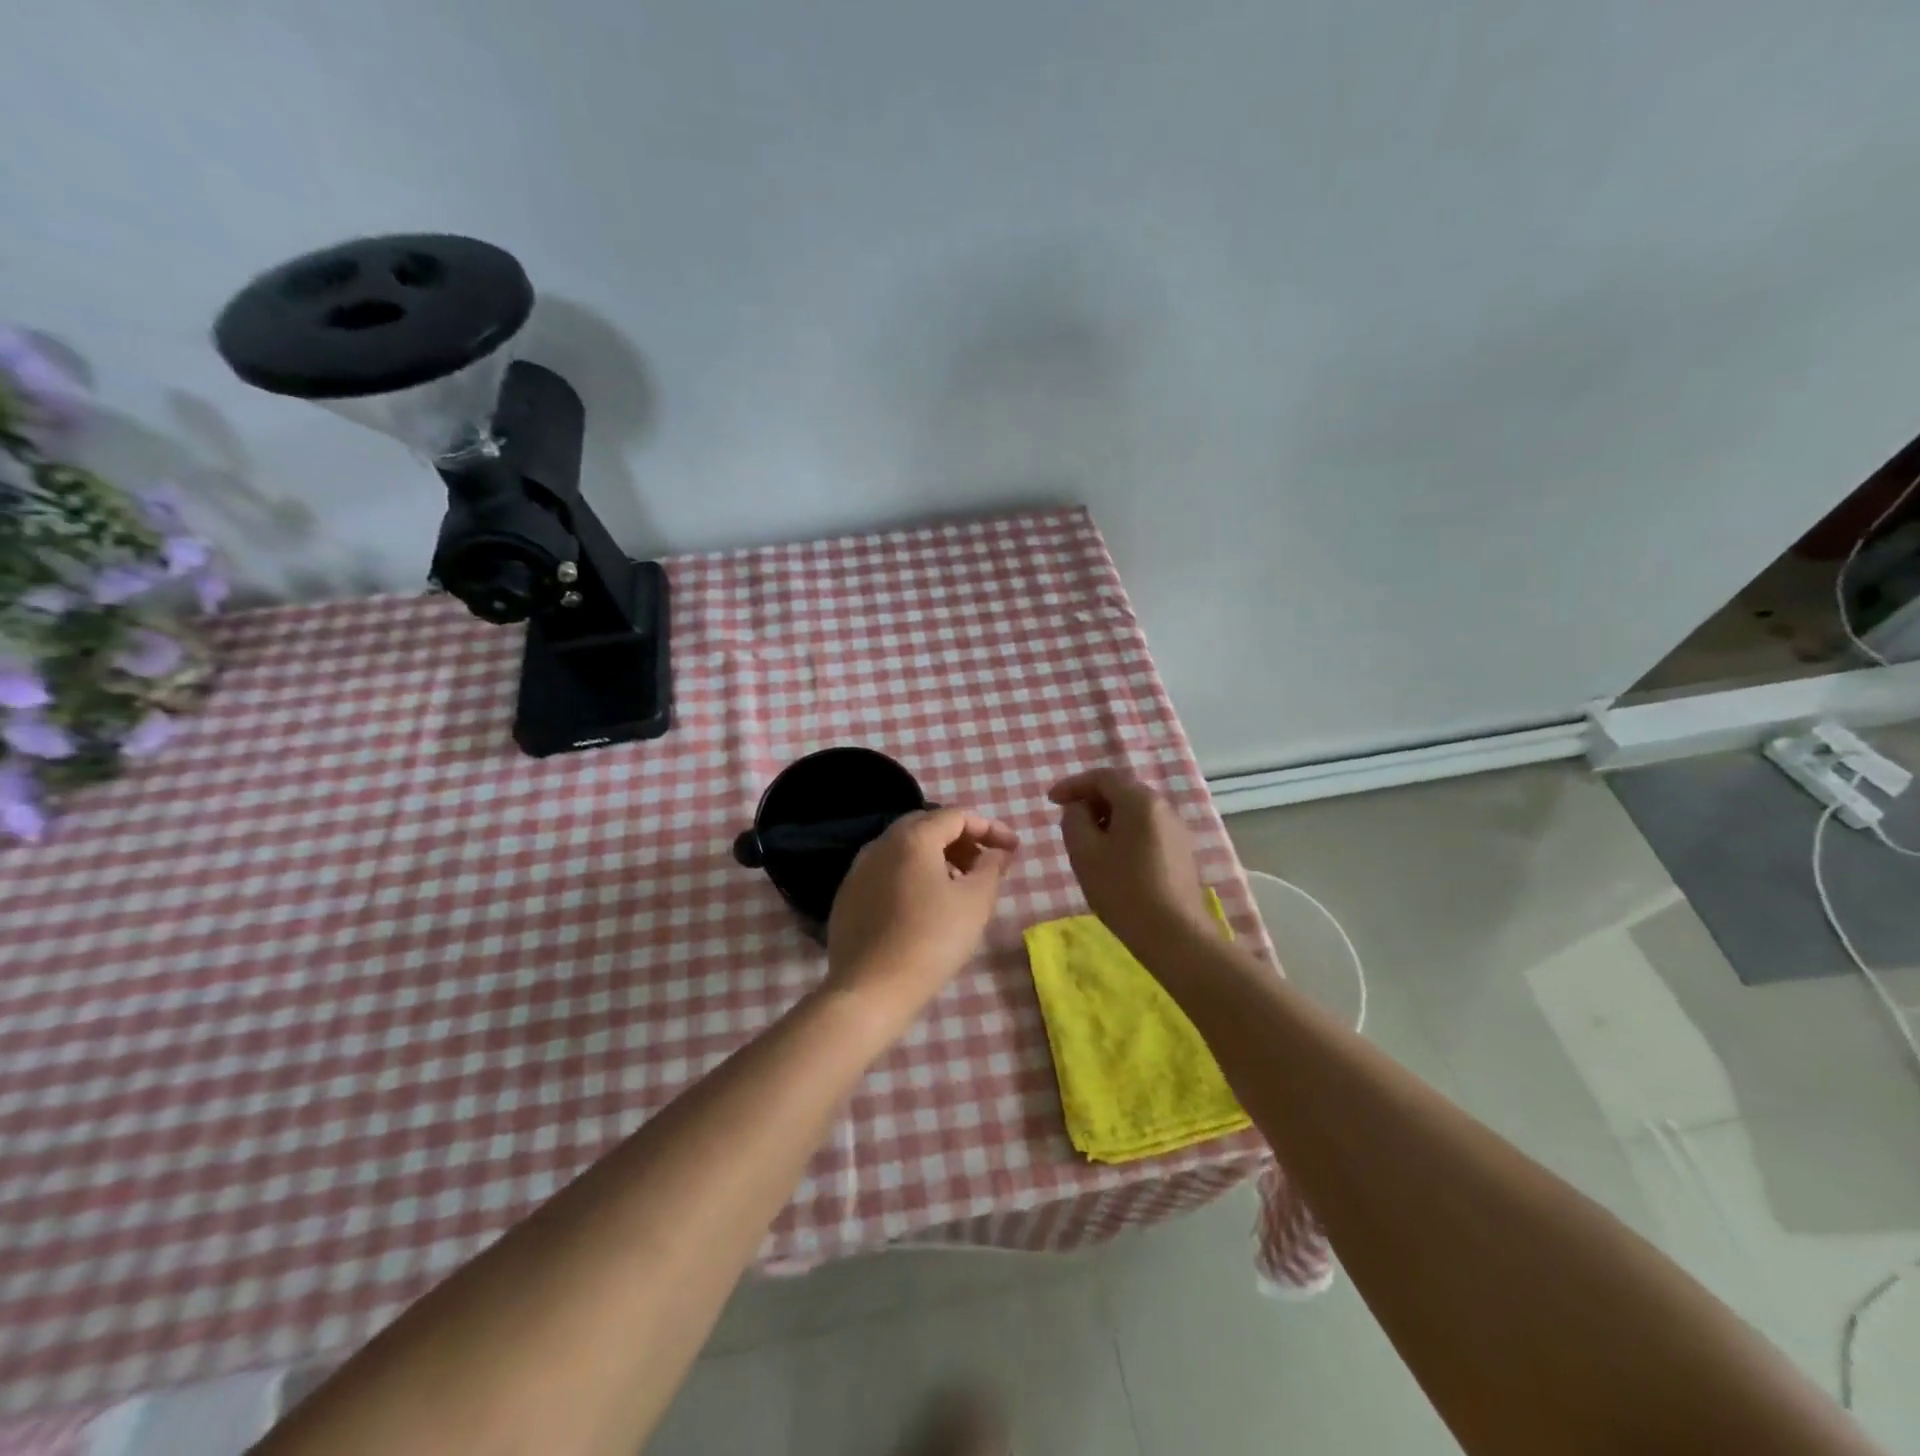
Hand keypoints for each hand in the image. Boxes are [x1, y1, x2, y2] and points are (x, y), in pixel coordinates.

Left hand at [824, 808, 1017, 1031]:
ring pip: (905, 849)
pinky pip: (887, 871)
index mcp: (912, 838)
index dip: (989, 828)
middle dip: (961, 840)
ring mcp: (859, 869)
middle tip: (985, 864)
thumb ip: (991, 868)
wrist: (870, 990)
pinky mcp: (848, 895)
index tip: (1012, 849)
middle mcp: (881, 844)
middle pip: (927, 826)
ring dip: (937, 858)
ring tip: (959, 886)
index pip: (956, 816)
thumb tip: (997, 853)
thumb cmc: (931, 940)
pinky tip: (925, 906)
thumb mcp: (975, 903)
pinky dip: (912, 875)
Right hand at [1048, 768, 1208, 951]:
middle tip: (1069, 823)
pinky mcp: (1182, 852)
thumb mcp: (1084, 852)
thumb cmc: (1123, 889)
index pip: (1102, 777)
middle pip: (1121, 791)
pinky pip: (1148, 830)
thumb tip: (1079, 809)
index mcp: (1139, 800)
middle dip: (1091, 802)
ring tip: (1089, 844)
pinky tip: (1115, 860)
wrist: (1175, 934)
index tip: (1050, 801)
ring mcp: (1177, 829)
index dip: (1072, 784)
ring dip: (1108, 819)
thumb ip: (1074, 820)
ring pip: (1135, 812)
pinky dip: (1126, 834)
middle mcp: (1163, 806)